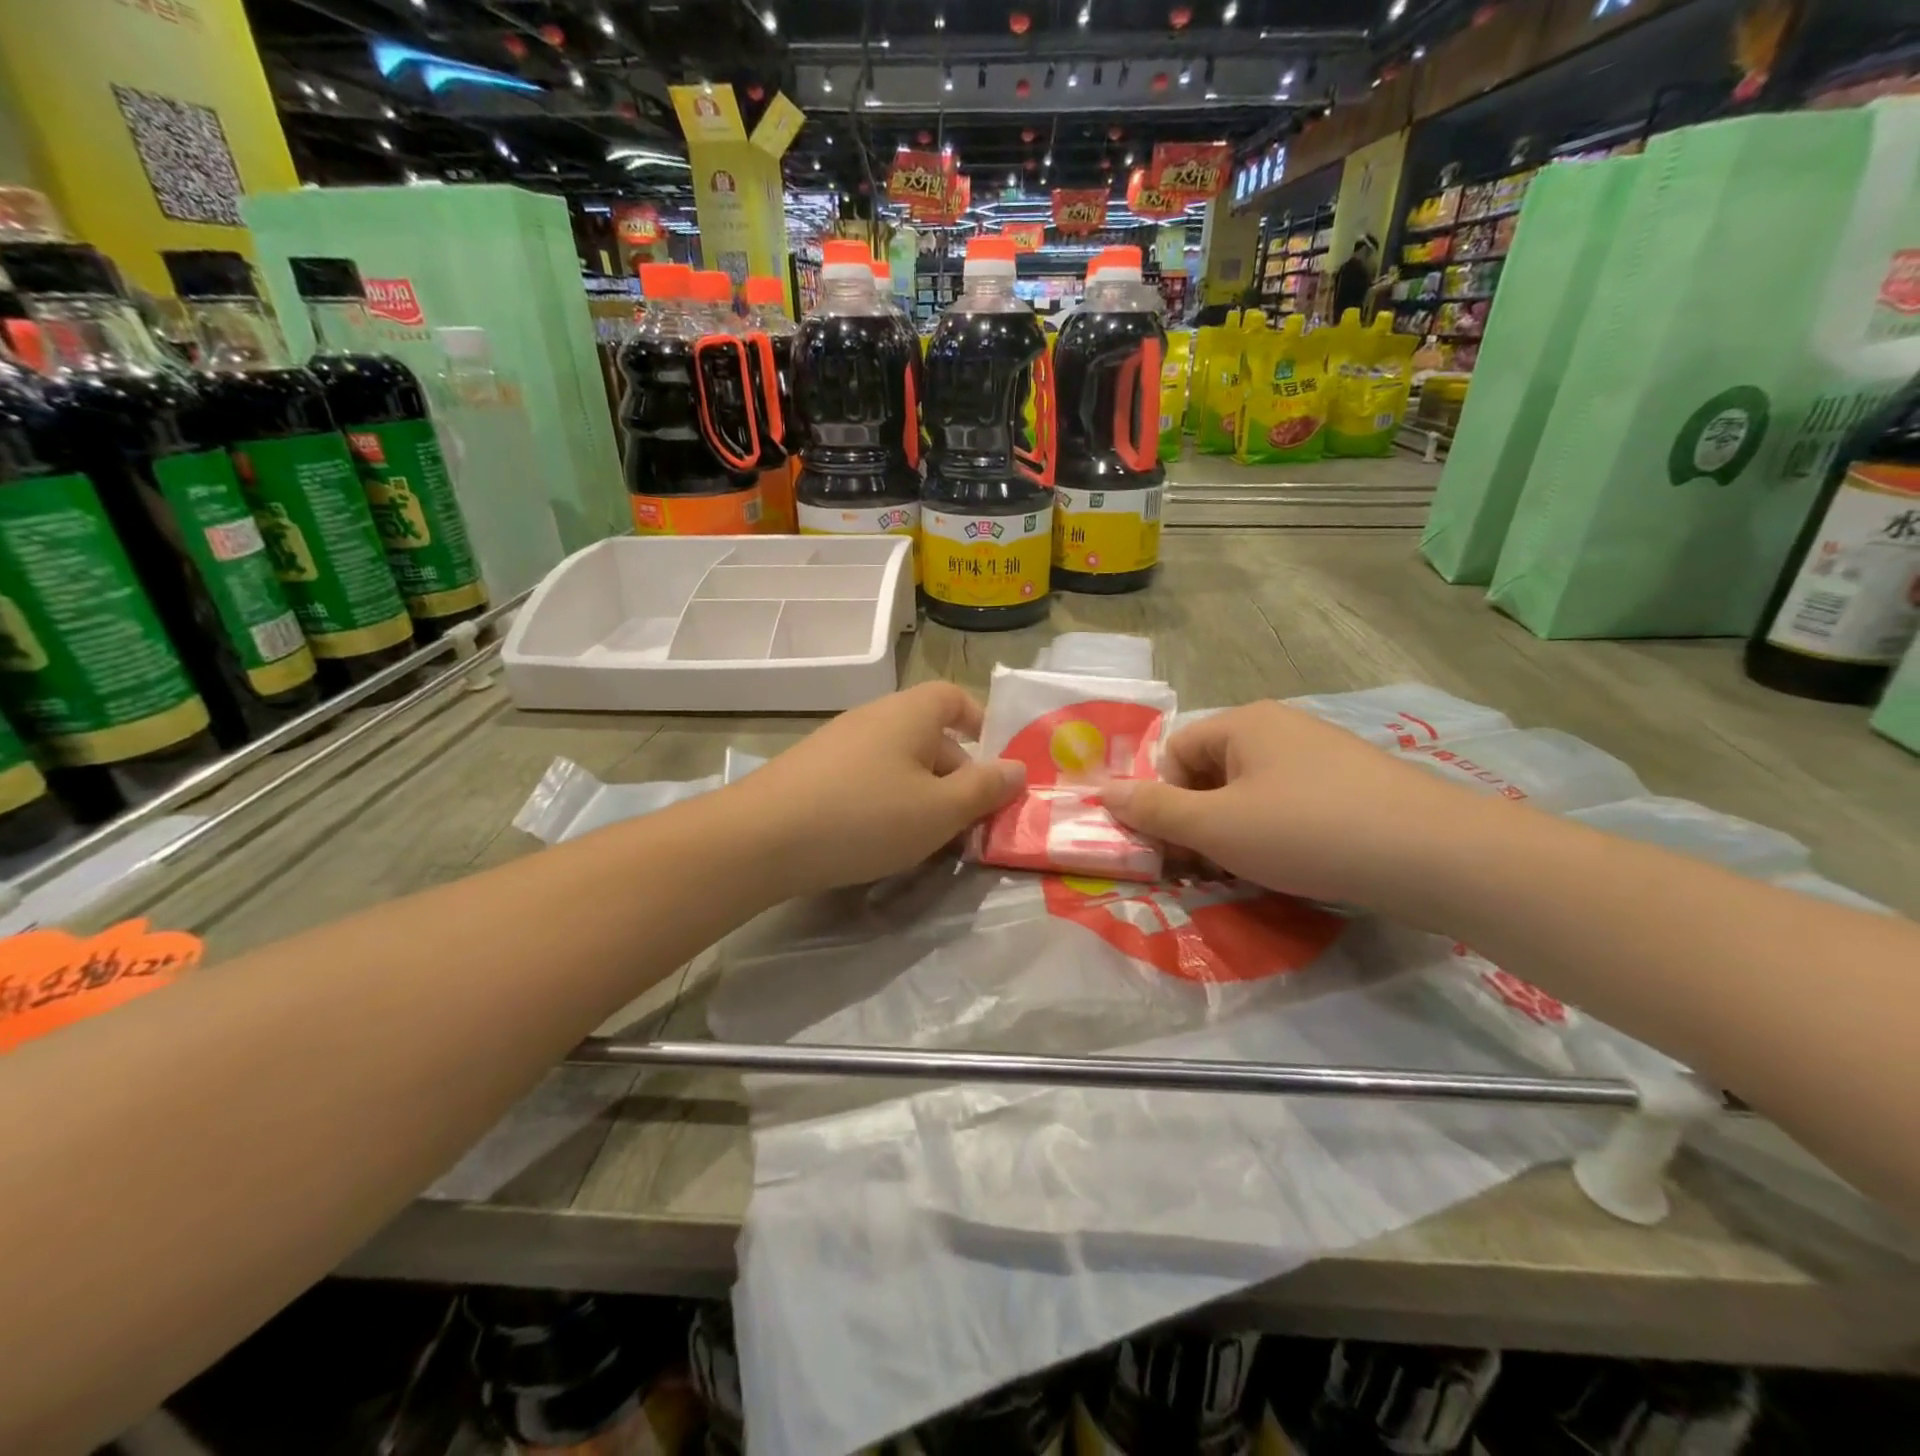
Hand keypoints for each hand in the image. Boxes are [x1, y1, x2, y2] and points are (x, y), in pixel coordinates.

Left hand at [734, 682, 1024, 898]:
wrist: (762, 837)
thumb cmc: (865, 816)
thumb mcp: (939, 810)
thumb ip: (984, 789)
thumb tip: (1017, 769)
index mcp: (911, 713)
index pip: (955, 698)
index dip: (980, 723)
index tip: (994, 764)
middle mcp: (875, 716)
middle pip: (930, 736)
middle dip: (956, 777)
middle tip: (967, 825)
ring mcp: (839, 742)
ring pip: (899, 763)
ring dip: (922, 795)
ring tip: (928, 840)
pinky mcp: (813, 770)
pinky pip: (867, 778)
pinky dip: (886, 802)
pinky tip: (879, 840)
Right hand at [1100, 701, 1491, 907]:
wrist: (1437, 855)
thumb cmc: (1307, 831)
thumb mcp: (1217, 827)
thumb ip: (1154, 811)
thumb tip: (1101, 793)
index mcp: (1243, 723)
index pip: (1174, 754)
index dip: (1163, 801)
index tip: (1173, 848)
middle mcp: (1280, 728)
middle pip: (1211, 773)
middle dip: (1198, 821)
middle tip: (1206, 867)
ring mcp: (1321, 756)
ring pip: (1251, 794)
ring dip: (1235, 834)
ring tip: (1250, 873)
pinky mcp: (1353, 788)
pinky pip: (1291, 807)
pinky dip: (1277, 836)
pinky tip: (1294, 867)